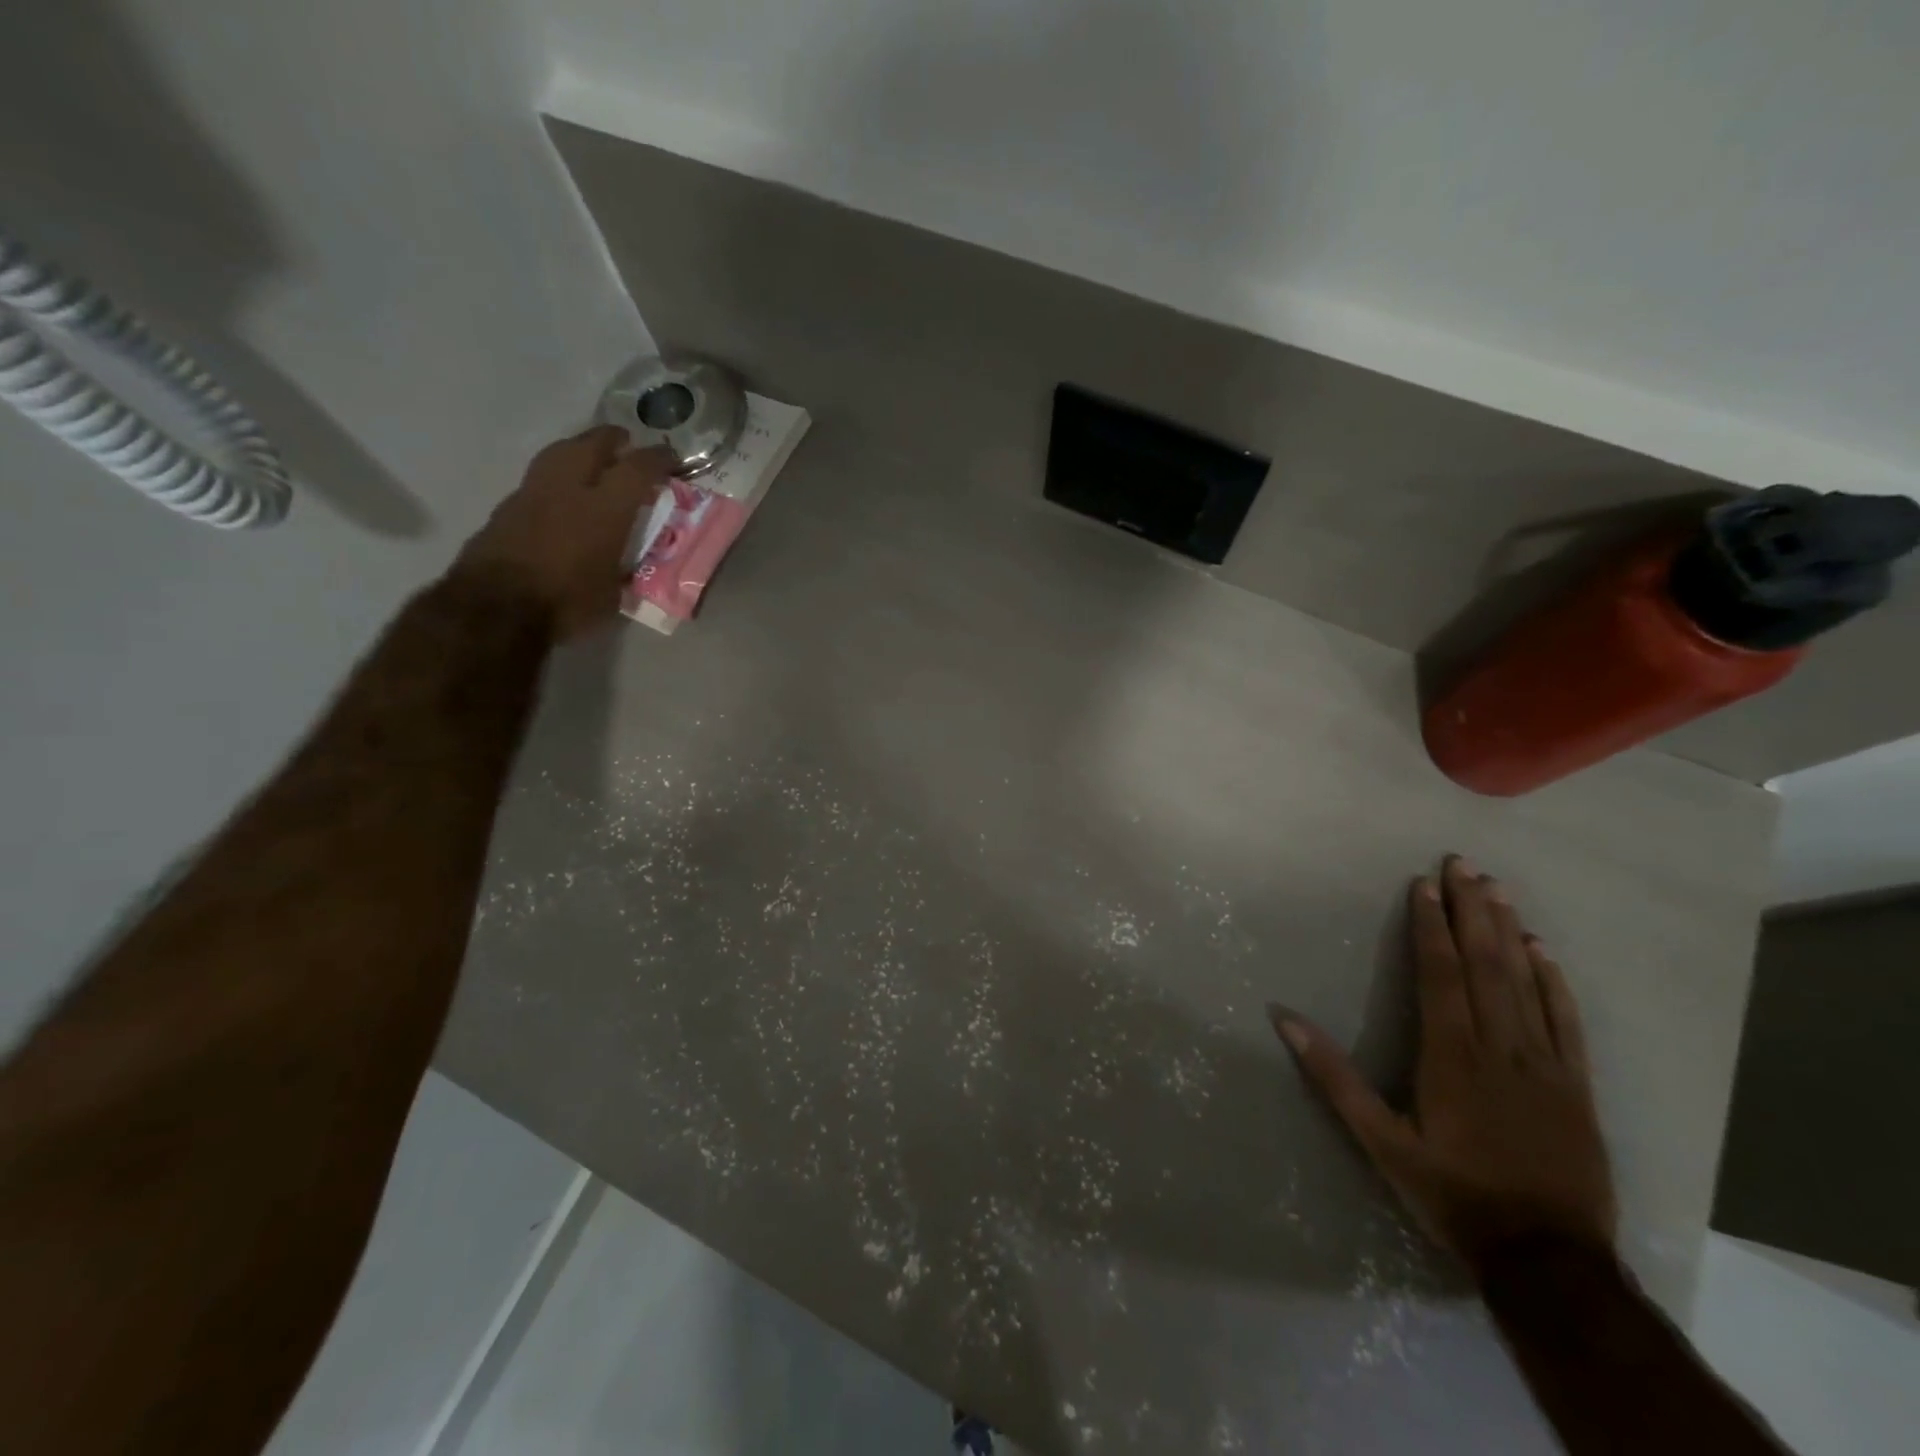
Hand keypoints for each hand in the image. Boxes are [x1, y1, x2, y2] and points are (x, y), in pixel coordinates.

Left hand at [457, 426, 674, 637]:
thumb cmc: (565, 603)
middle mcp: (568, 490)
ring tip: (591, 456)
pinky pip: (538, 479)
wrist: (495, 608)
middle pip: (590, 445)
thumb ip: (623, 569)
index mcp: (604, 510)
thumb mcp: (613, 593)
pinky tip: (561, 492)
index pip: (637, 470)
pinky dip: (556, 477)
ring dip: (578, 449)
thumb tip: (628, 565)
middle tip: (625, 443)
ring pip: (558, 454)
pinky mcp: (506, 508)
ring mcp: (531, 494)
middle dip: (611, 439)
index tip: (671, 457)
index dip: (657, 459)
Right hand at [1271, 856, 1616, 1273]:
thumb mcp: (1379, 1141)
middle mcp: (1500, 1047)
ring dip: (1509, 931)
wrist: (1549, 1262)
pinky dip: (1555, 982)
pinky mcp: (1578, 1087)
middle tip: (1464, 863)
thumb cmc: (1453, 1194)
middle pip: (1484, 965)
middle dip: (1471, 910)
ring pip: (1525, 982)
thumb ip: (1333, 1076)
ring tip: (1497, 889)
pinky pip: (1568, 1022)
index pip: (1439, 973)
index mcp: (1451, 1056)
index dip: (1430, 925)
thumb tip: (1283, 1017)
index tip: (1423, 883)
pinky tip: (1545, 951)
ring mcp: (1546, 1064)